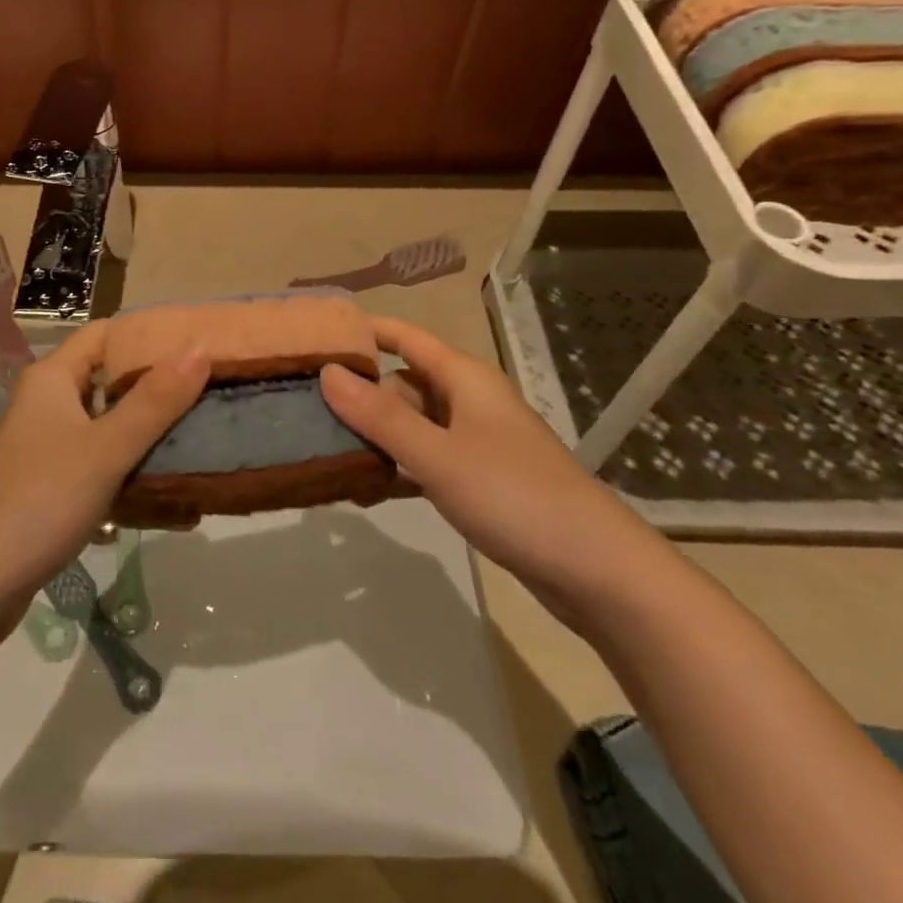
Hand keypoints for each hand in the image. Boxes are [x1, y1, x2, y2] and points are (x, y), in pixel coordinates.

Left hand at [0, 323, 208, 614]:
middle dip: (158, 385)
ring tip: (203, 437)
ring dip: (150, 433)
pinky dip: (131, 471)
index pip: (106, 334)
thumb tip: (201, 346)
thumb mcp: (105, 449)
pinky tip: (173, 495)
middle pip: (109, 380)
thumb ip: (155, 400)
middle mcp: (48, 404)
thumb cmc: (39, 501)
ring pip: (108, 426)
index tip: (198, 342)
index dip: (149, 333)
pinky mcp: (51, 486)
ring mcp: (47, 447)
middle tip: (212, 390)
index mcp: (52, 378)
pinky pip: (101, 465)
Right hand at [320, 316, 648, 607]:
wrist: (596, 570)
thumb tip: (327, 372)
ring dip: (375, 438)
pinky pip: (426, 461)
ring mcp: (475, 442)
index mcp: (464, 378)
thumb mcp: (438, 455)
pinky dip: (397, 469)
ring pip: (412, 425)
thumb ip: (380, 416)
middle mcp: (468, 401)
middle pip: (402, 384)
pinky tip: (364, 491)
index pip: (405, 337)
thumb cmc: (514, 496)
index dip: (363, 332)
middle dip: (359, 396)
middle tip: (306, 412)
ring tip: (323, 454)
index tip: (314, 338)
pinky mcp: (479, 480)